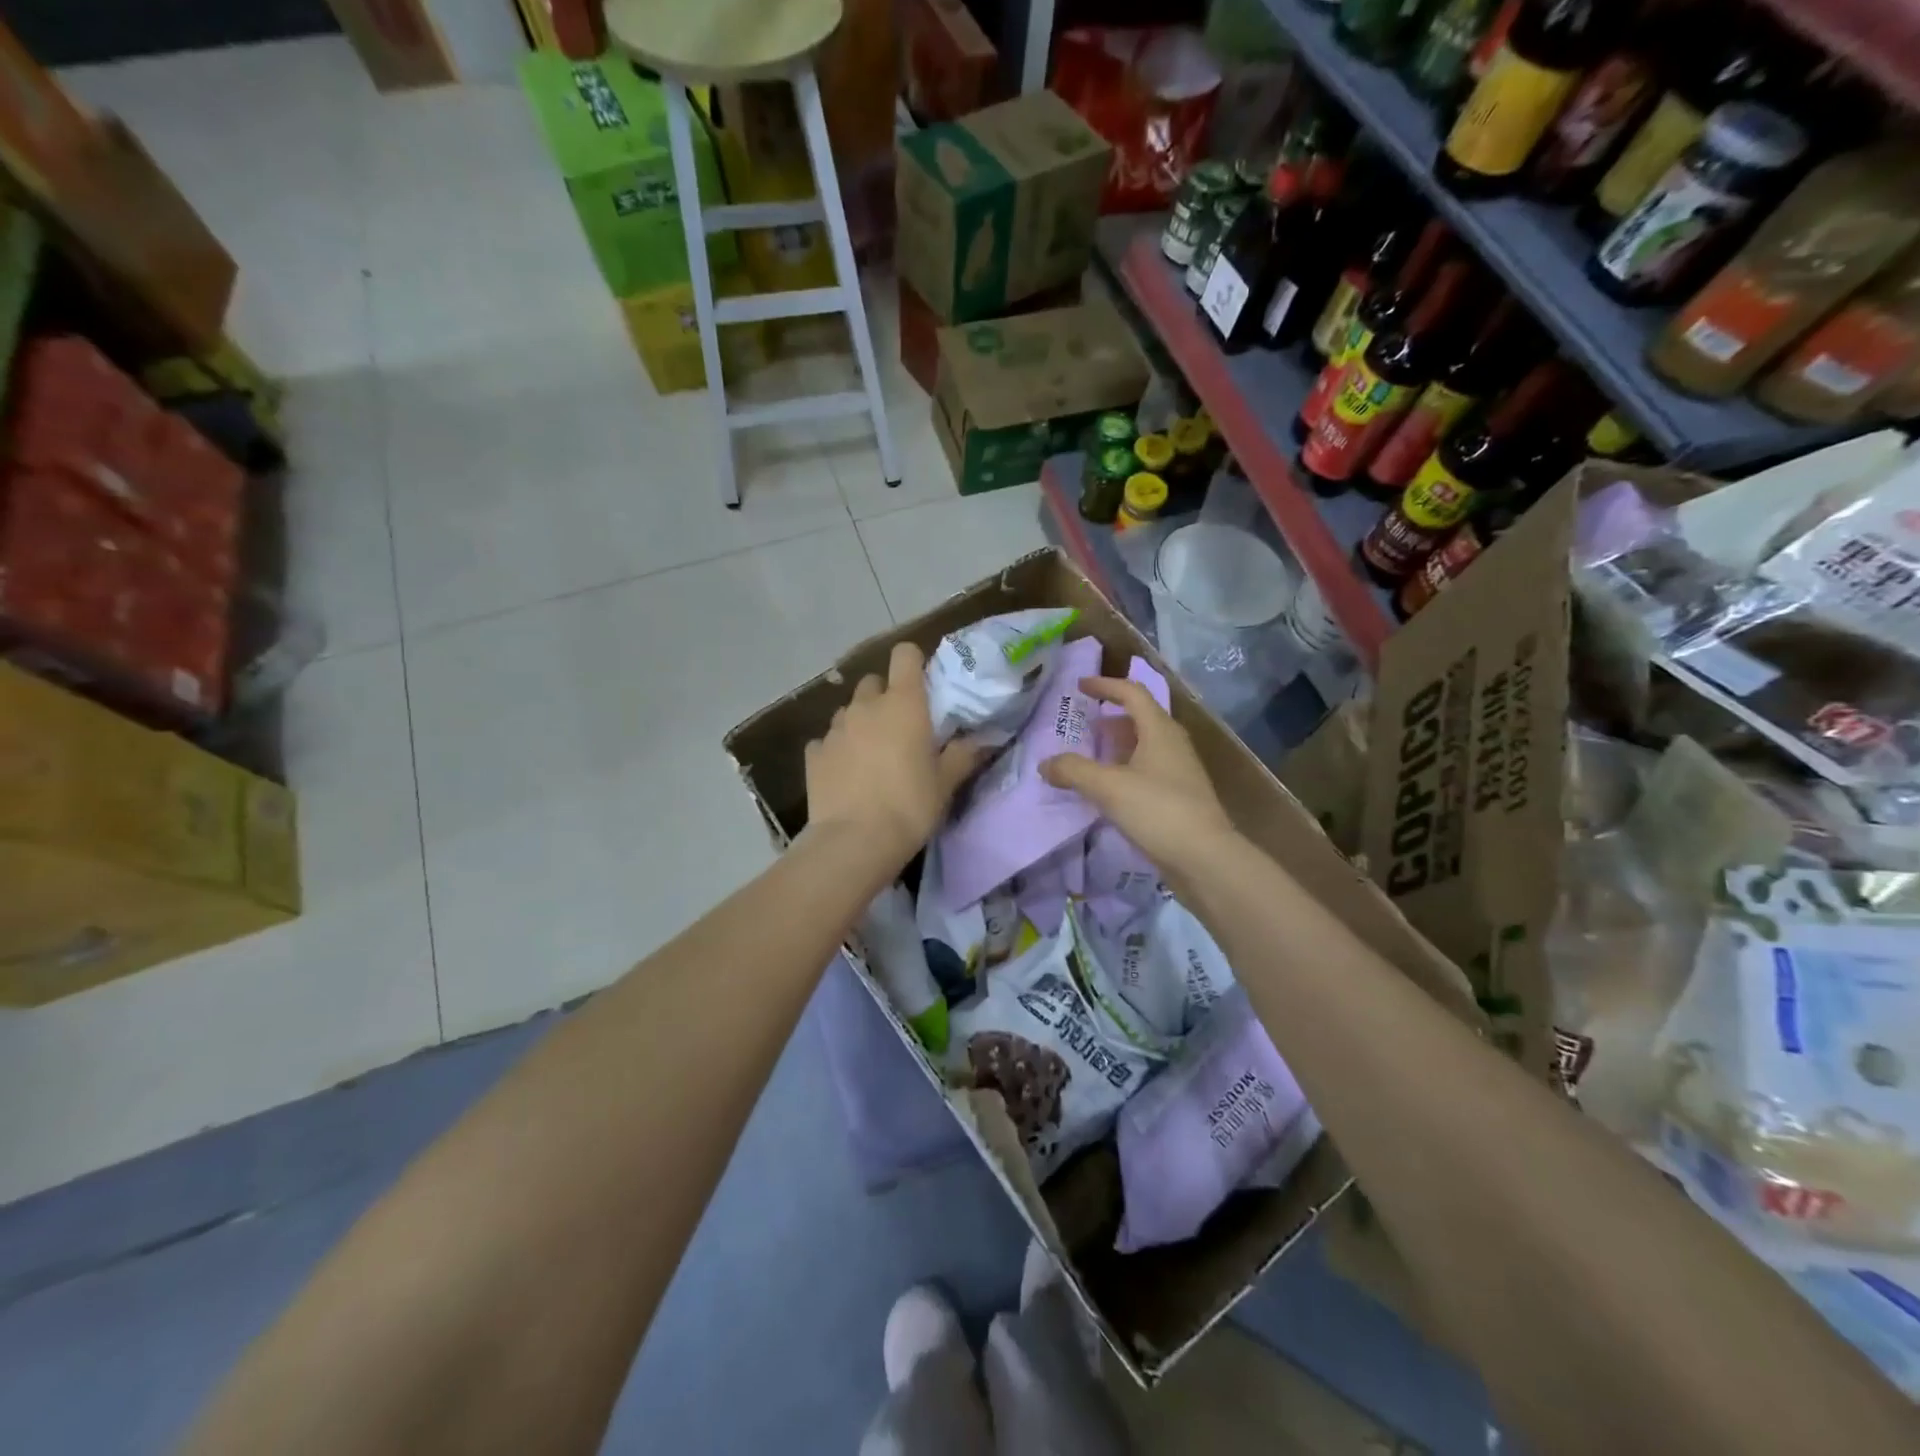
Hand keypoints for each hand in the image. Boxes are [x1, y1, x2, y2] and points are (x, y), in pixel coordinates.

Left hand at [805, 641, 985, 869]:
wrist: (855, 841)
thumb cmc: (910, 806)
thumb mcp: (946, 783)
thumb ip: (964, 754)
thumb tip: (983, 738)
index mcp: (903, 703)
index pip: (905, 654)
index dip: (913, 663)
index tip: (922, 685)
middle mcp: (866, 706)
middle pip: (873, 682)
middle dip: (885, 697)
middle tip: (899, 727)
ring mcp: (835, 728)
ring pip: (849, 710)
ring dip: (861, 722)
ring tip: (871, 753)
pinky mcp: (814, 753)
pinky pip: (827, 740)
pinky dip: (837, 748)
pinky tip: (846, 772)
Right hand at [1041, 676, 1236, 885]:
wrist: (1204, 859)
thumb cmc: (1158, 811)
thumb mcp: (1108, 787)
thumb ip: (1073, 770)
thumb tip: (1045, 763)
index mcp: (1160, 730)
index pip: (1133, 693)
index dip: (1106, 686)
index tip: (1080, 687)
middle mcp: (1173, 744)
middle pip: (1141, 718)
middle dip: (1111, 717)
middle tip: (1084, 724)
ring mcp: (1179, 771)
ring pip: (1145, 746)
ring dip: (1118, 745)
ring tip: (1091, 756)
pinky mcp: (1179, 797)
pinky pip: (1148, 770)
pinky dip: (1125, 769)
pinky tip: (1109, 789)